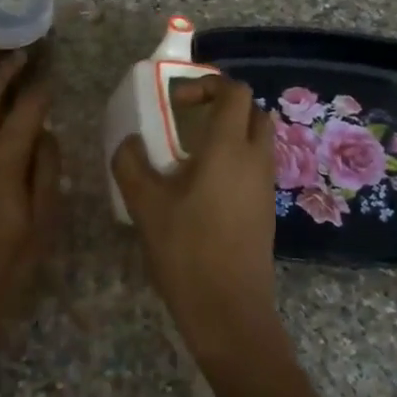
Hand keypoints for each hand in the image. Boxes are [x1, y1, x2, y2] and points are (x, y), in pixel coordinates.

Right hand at [111, 75, 283, 365]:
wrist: (230, 311)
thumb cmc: (187, 251)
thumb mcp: (145, 205)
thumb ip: (131, 163)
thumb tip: (129, 141)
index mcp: (229, 148)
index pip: (235, 91)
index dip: (207, 85)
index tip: (177, 103)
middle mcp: (255, 159)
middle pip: (253, 111)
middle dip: (223, 106)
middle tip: (188, 121)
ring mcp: (265, 185)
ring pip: (257, 140)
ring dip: (229, 134)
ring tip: (190, 156)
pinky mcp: (266, 209)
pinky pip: (255, 166)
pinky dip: (235, 160)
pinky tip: (202, 188)